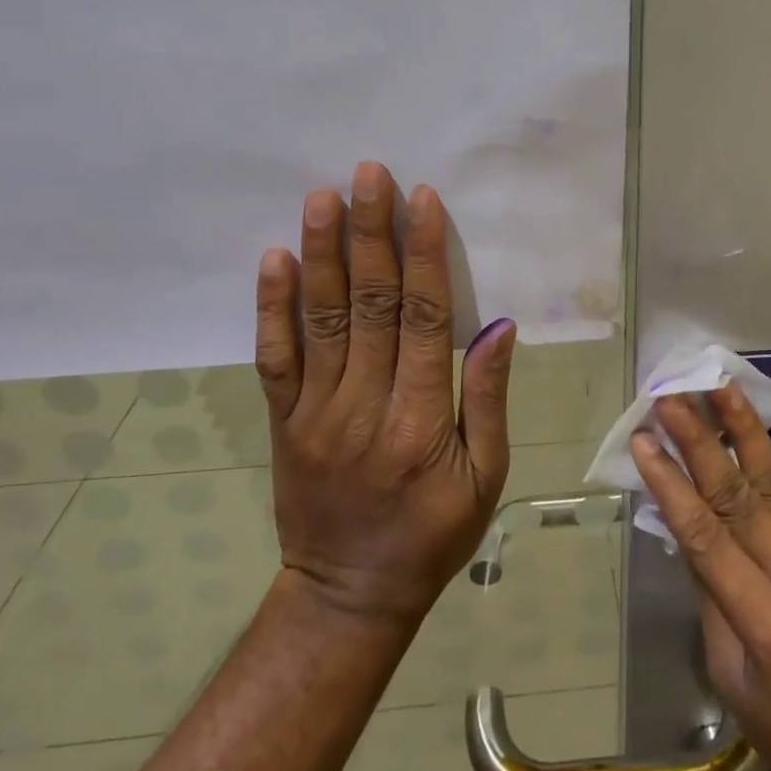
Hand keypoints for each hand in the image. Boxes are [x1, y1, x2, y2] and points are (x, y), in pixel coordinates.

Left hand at [255, 161, 515, 624]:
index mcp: (421, 419)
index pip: (424, 318)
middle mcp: (364, 405)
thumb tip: (498, 326)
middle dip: (371, 233)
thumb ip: (488, 398)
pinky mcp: (284, 421)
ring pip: (320, 318)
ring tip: (322, 197)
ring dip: (322, 252)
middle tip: (368, 174)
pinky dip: (272, 307)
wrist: (347, 596)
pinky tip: (275, 259)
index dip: (424, 254)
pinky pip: (274, 357)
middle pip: (368, 304)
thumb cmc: (432, 534)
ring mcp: (316, 412)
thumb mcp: (486, 477)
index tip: (422, 200)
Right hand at [631, 390, 770, 770]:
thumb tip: (682, 525)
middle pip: (739, 498)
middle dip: (699, 442)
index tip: (643, 441)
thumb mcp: (735, 684)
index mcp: (767, 629)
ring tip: (718, 383)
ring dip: (744, 428)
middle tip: (669, 397)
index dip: (670, 485)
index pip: (707, 539)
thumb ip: (710, 599)